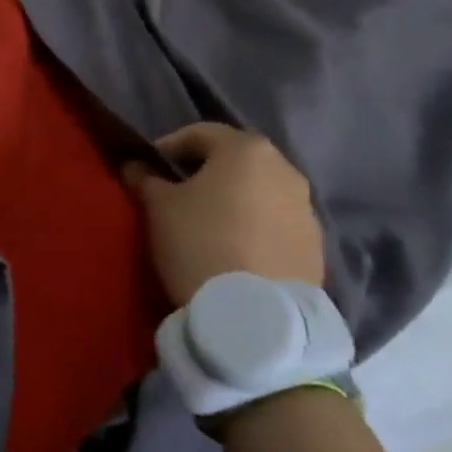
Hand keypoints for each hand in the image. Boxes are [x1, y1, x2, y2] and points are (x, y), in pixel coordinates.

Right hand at [121, 123, 323, 306]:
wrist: (256, 318)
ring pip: (260, 192)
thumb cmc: (200, 242)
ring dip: (235, 200)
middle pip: (236, 160)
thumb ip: (145, 178)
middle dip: (206, 172)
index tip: (150, 168)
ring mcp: (306, 210)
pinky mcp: (316, 248)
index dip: (170, 147)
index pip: (200, 134)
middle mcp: (285, 169)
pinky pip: (277, 225)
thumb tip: (135, 166)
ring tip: (209, 225)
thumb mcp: (159, 206)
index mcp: (247, 149)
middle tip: (179, 193)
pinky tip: (235, 250)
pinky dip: (256, 228)